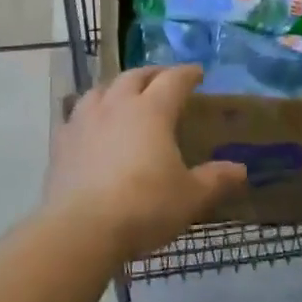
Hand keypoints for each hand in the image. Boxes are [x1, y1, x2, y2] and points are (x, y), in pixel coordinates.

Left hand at [47, 66, 246, 262]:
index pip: (173, 80)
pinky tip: (90, 124)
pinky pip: (75, 115)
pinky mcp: (61, 141)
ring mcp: (84, 120)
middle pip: (135, 76)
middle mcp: (117, 105)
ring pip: (101, 89)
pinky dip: (88, 112)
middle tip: (164, 79)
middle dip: (153, 74)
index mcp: (152, 110)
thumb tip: (240, 170)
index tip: (198, 73)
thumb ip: (215, 180)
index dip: (187, 74)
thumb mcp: (190, 197)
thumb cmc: (144, 207)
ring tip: (124, 95)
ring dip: (117, 87)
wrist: (82, 228)